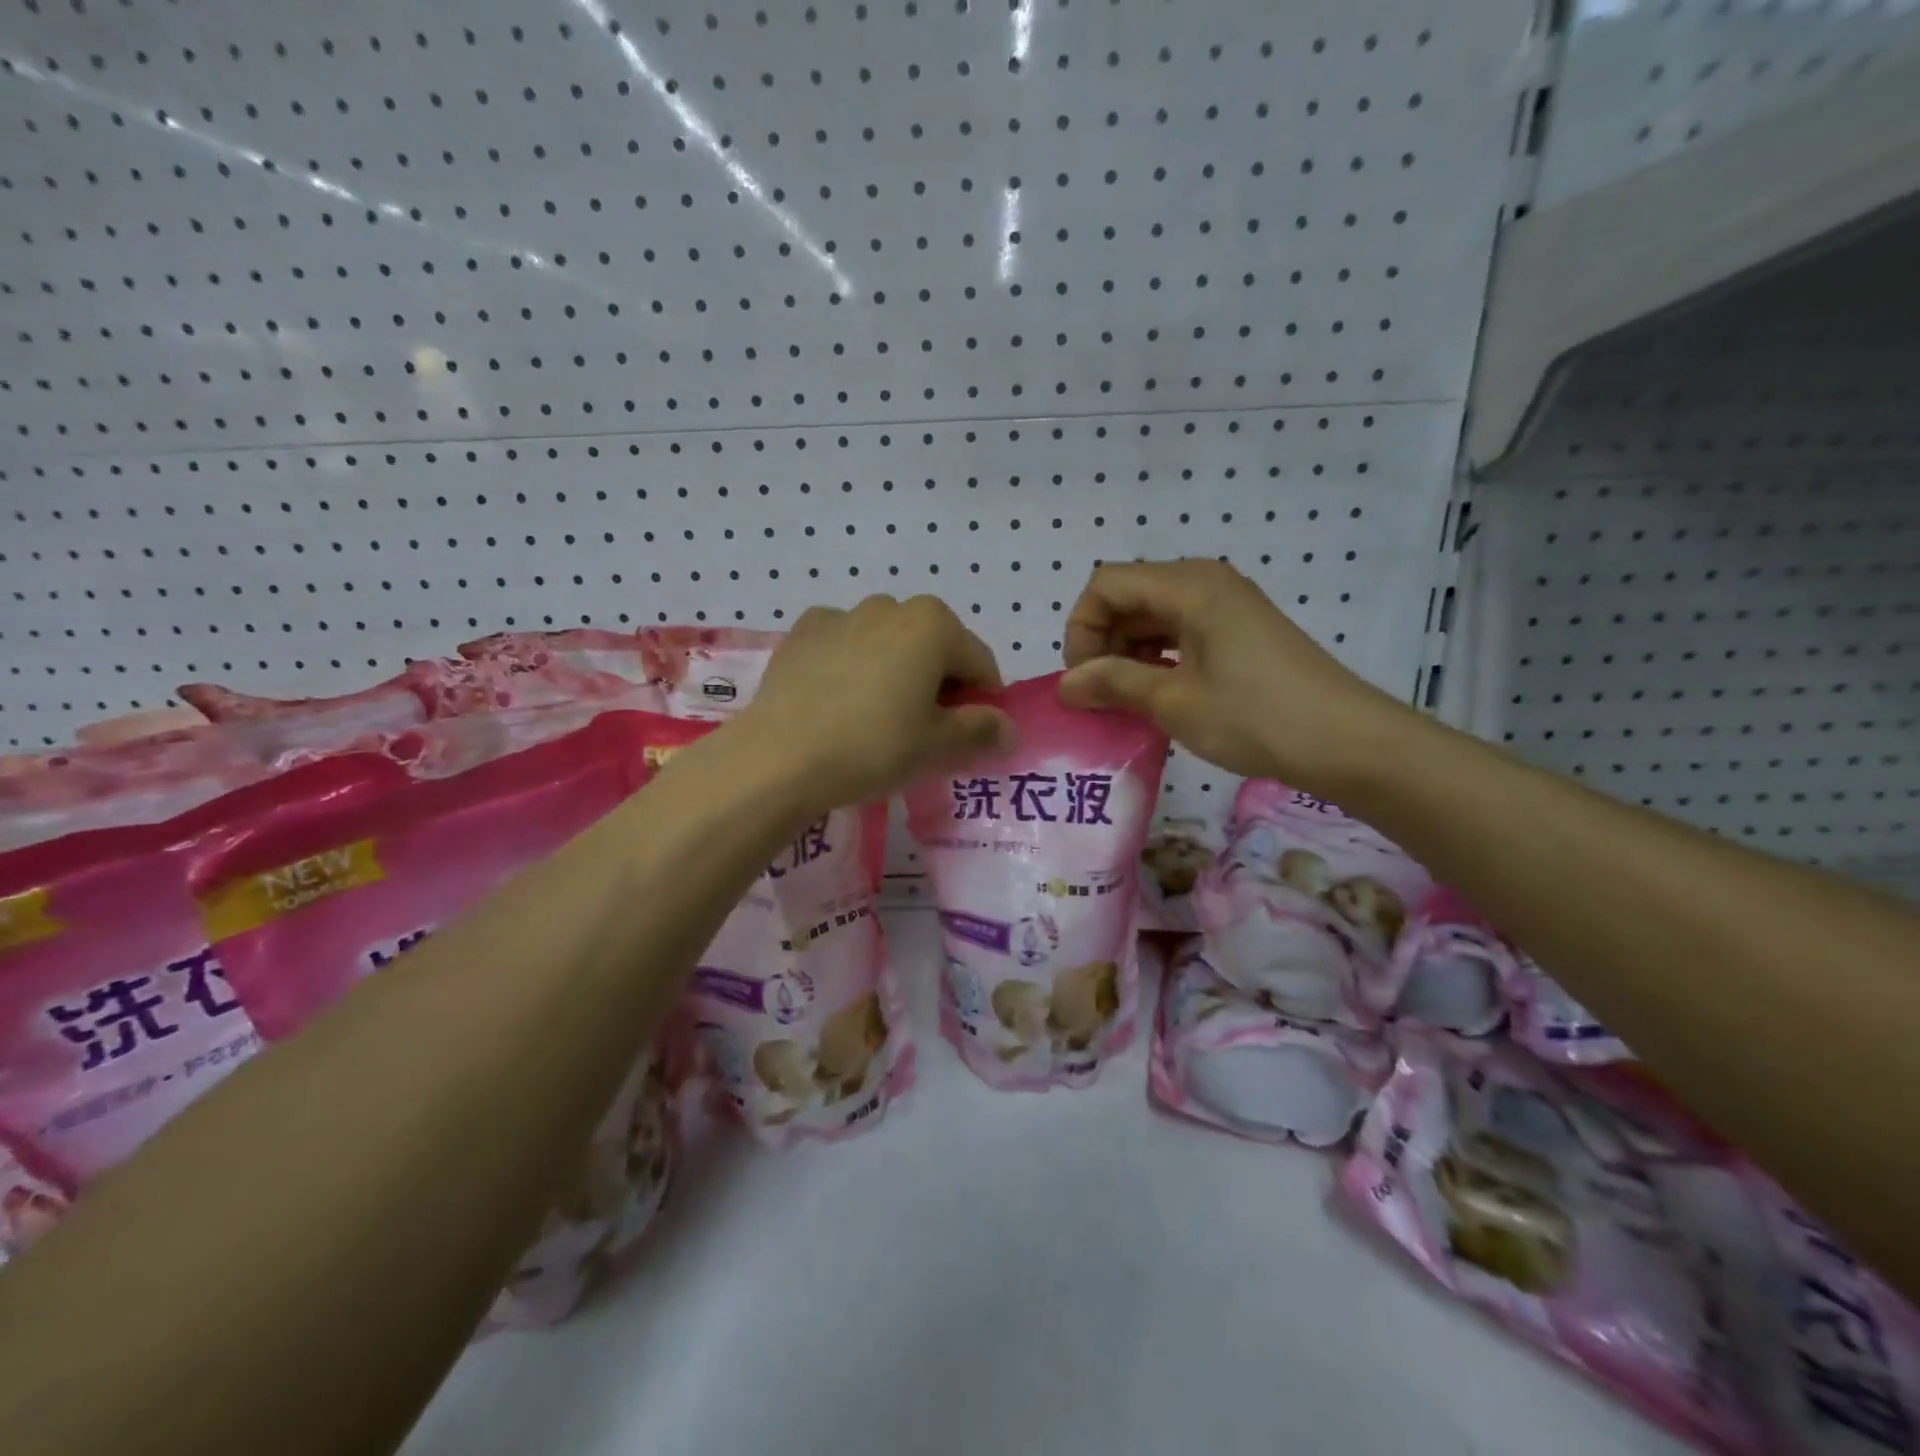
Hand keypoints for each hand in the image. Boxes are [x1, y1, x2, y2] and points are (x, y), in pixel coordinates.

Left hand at [731, 595, 1014, 816]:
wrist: (779, 757)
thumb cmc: (873, 746)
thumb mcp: (937, 745)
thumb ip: (981, 730)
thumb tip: (1009, 729)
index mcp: (933, 624)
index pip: (980, 663)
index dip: (984, 702)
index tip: (971, 736)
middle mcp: (890, 606)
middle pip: (934, 648)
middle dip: (939, 684)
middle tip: (924, 731)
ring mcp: (841, 614)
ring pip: (888, 644)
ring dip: (896, 672)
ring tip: (877, 718)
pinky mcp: (802, 632)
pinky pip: (845, 646)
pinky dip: (853, 666)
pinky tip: (839, 702)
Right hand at [1057, 560, 1415, 793]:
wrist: (1349, 742)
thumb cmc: (1255, 717)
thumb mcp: (1175, 701)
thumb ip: (1114, 684)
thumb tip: (1065, 685)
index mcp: (1189, 586)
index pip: (1106, 584)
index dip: (1082, 628)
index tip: (1085, 679)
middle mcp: (1206, 582)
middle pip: (1129, 595)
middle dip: (1103, 641)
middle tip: (1102, 695)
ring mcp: (1226, 605)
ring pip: (1154, 615)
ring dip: (1129, 652)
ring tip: (1127, 700)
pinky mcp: (1240, 630)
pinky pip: (1181, 630)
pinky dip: (1158, 657)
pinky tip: (1159, 694)